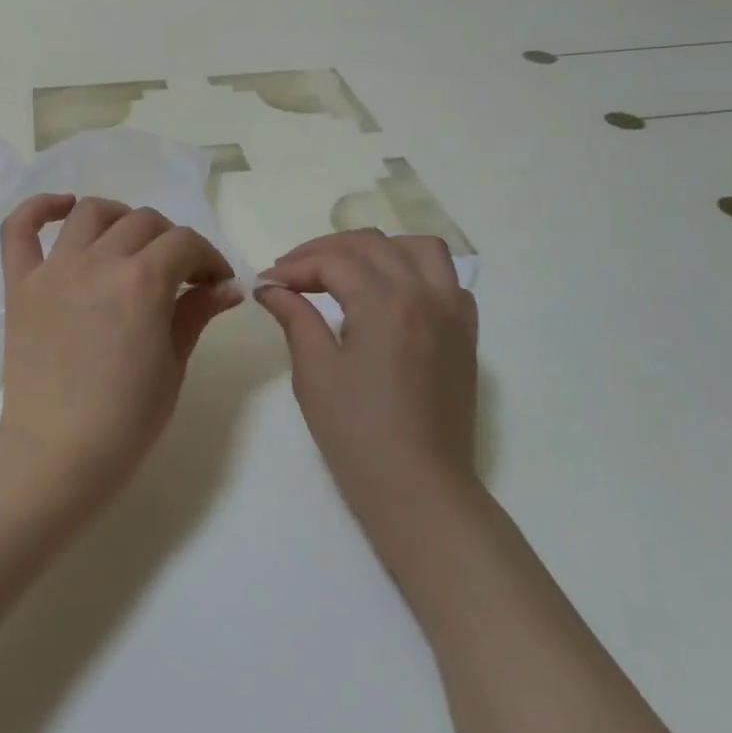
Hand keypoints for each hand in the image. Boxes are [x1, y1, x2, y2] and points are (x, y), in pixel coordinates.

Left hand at [0, 194, 241, 506]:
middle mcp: (98, 262)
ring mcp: (54, 270)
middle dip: (173, 241)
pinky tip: (63, 207)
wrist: (57, 455)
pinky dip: (40, 208)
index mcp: (143, 282)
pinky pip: (18, 230)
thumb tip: (229, 286)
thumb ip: (197, 313)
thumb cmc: (127, 420)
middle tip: (179, 273)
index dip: (208, 258)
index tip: (215, 282)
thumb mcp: (173, 364)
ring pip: (92, 213)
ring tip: (131, 242)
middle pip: (144, 222)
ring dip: (121, 218)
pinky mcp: (20, 285)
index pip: (185, 243)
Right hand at [256, 231, 479, 532]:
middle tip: (292, 273)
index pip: (333, 261)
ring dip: (377, 249)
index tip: (266, 283)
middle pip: (371, 244)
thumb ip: (295, 317)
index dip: (294, 267)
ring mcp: (453, 312)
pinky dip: (415, 271)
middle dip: (325, 251)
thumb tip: (270, 287)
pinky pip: (446, 279)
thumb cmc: (357, 433)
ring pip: (418, 248)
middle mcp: (425, 294)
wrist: (418, 488)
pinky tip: (391, 294)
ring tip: (345, 269)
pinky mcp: (465, 333)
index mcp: (385, 304)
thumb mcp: (314, 372)